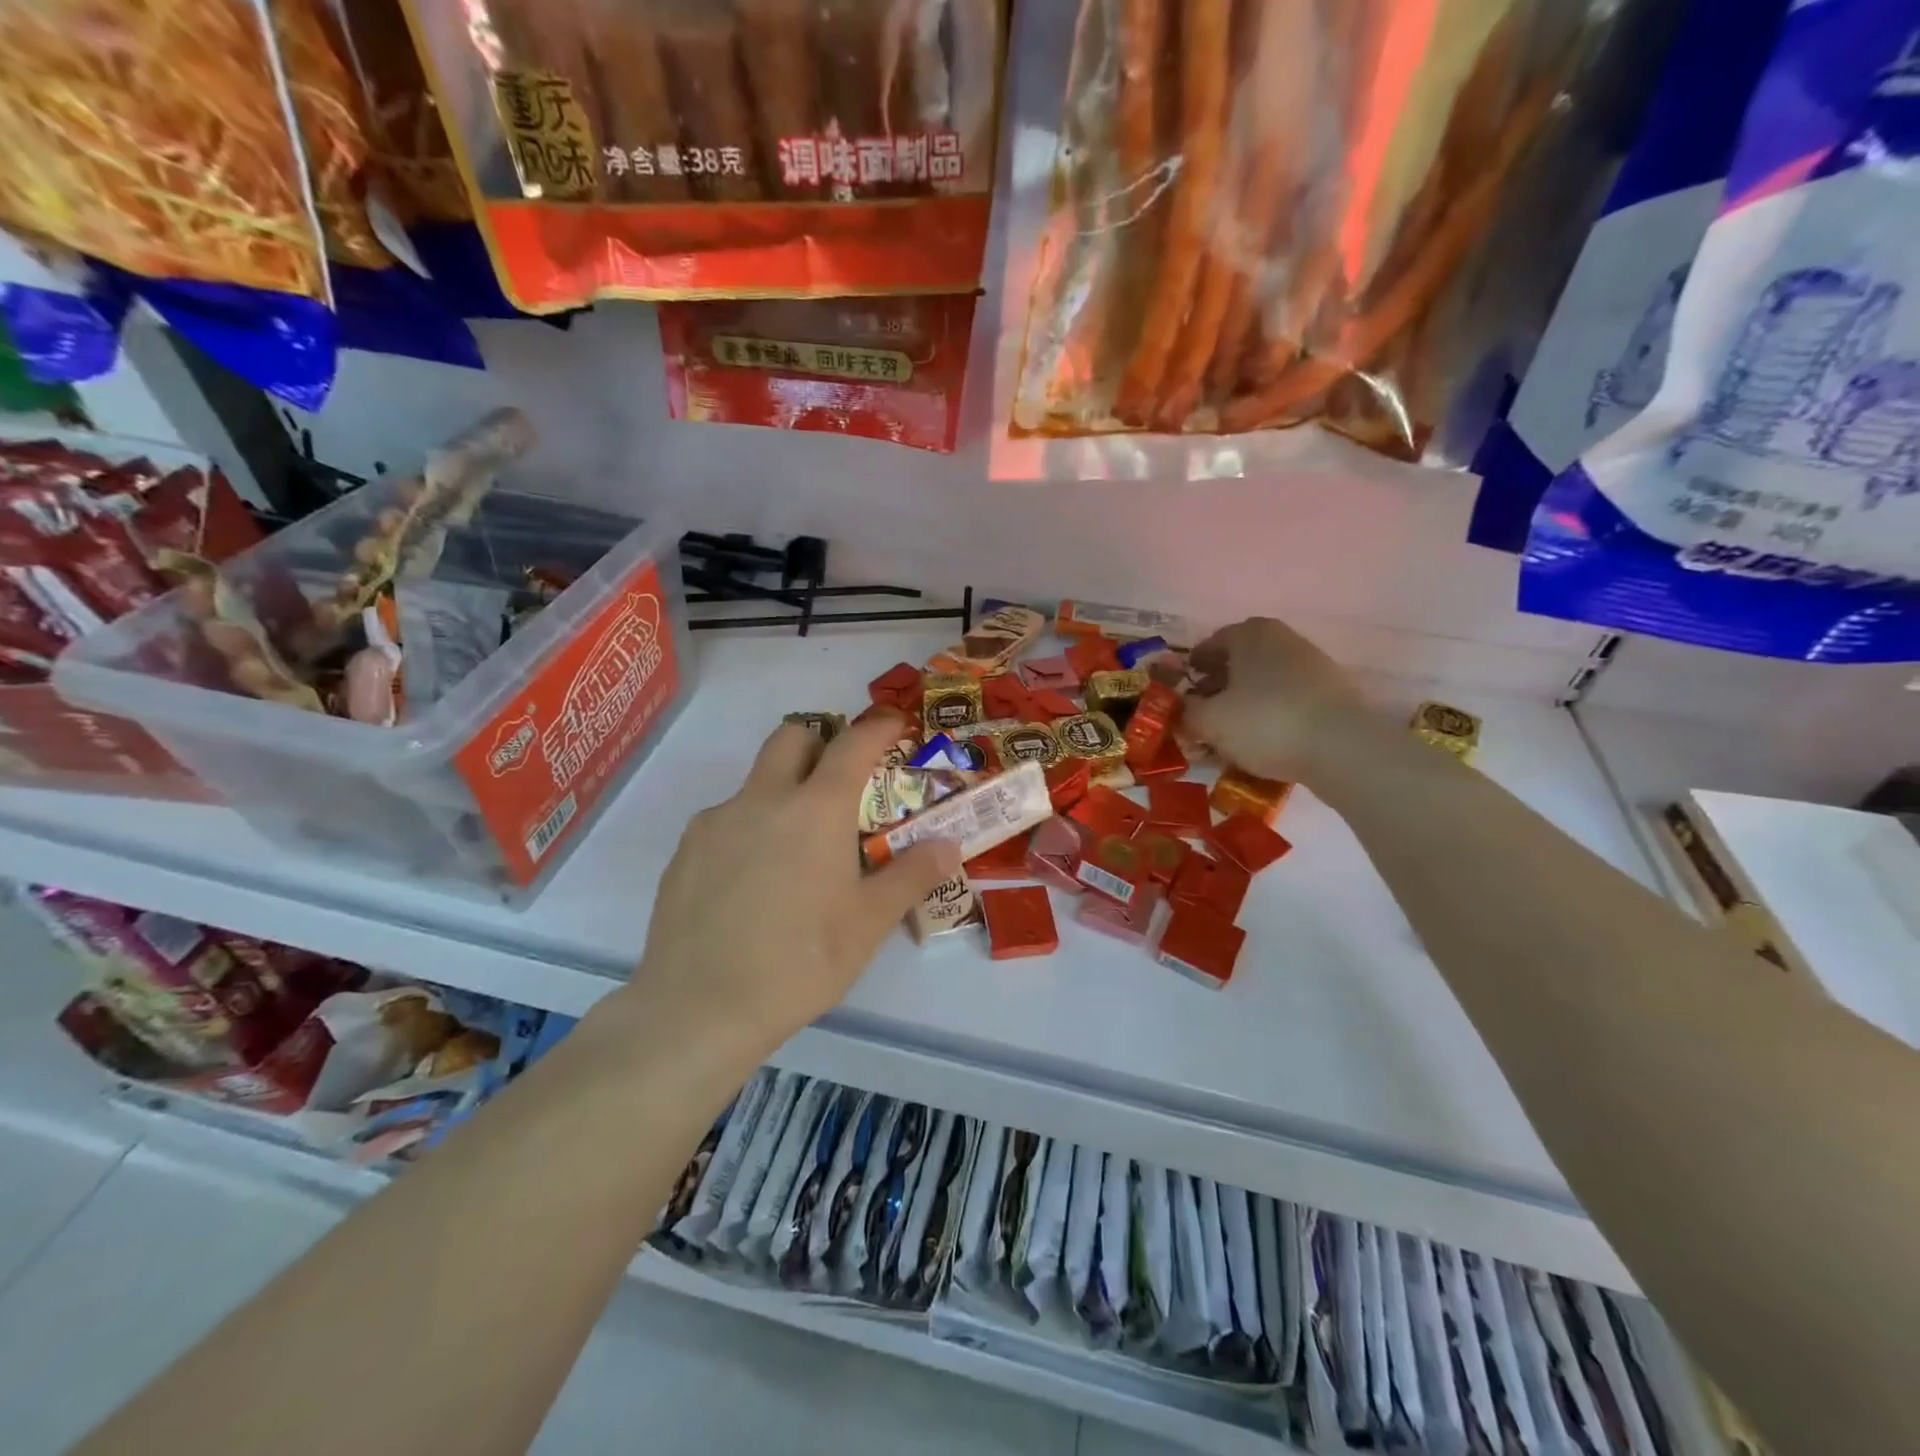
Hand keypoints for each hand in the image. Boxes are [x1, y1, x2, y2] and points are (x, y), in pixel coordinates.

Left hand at [627, 713, 960, 1062]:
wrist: (698, 1007)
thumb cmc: (800, 961)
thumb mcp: (869, 923)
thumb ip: (912, 875)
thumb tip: (948, 845)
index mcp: (816, 809)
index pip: (853, 744)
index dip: (878, 726)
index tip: (893, 721)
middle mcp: (763, 799)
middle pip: (792, 736)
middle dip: (820, 741)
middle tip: (840, 781)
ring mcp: (716, 822)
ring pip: (756, 782)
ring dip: (783, 791)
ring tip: (797, 852)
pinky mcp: (685, 851)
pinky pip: (725, 820)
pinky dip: (749, 829)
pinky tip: (753, 883)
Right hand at [1184, 617, 1371, 783]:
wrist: (1342, 748)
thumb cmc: (1264, 722)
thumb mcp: (1209, 721)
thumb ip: (1186, 712)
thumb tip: (1182, 710)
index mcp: (1250, 634)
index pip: (1211, 643)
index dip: (1192, 667)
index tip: (1181, 689)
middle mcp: (1283, 639)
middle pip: (1241, 661)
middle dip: (1219, 685)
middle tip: (1202, 712)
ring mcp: (1313, 665)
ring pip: (1265, 681)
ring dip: (1245, 701)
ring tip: (1230, 732)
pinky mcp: (1333, 693)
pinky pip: (1289, 700)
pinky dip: (1271, 714)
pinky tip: (1262, 740)